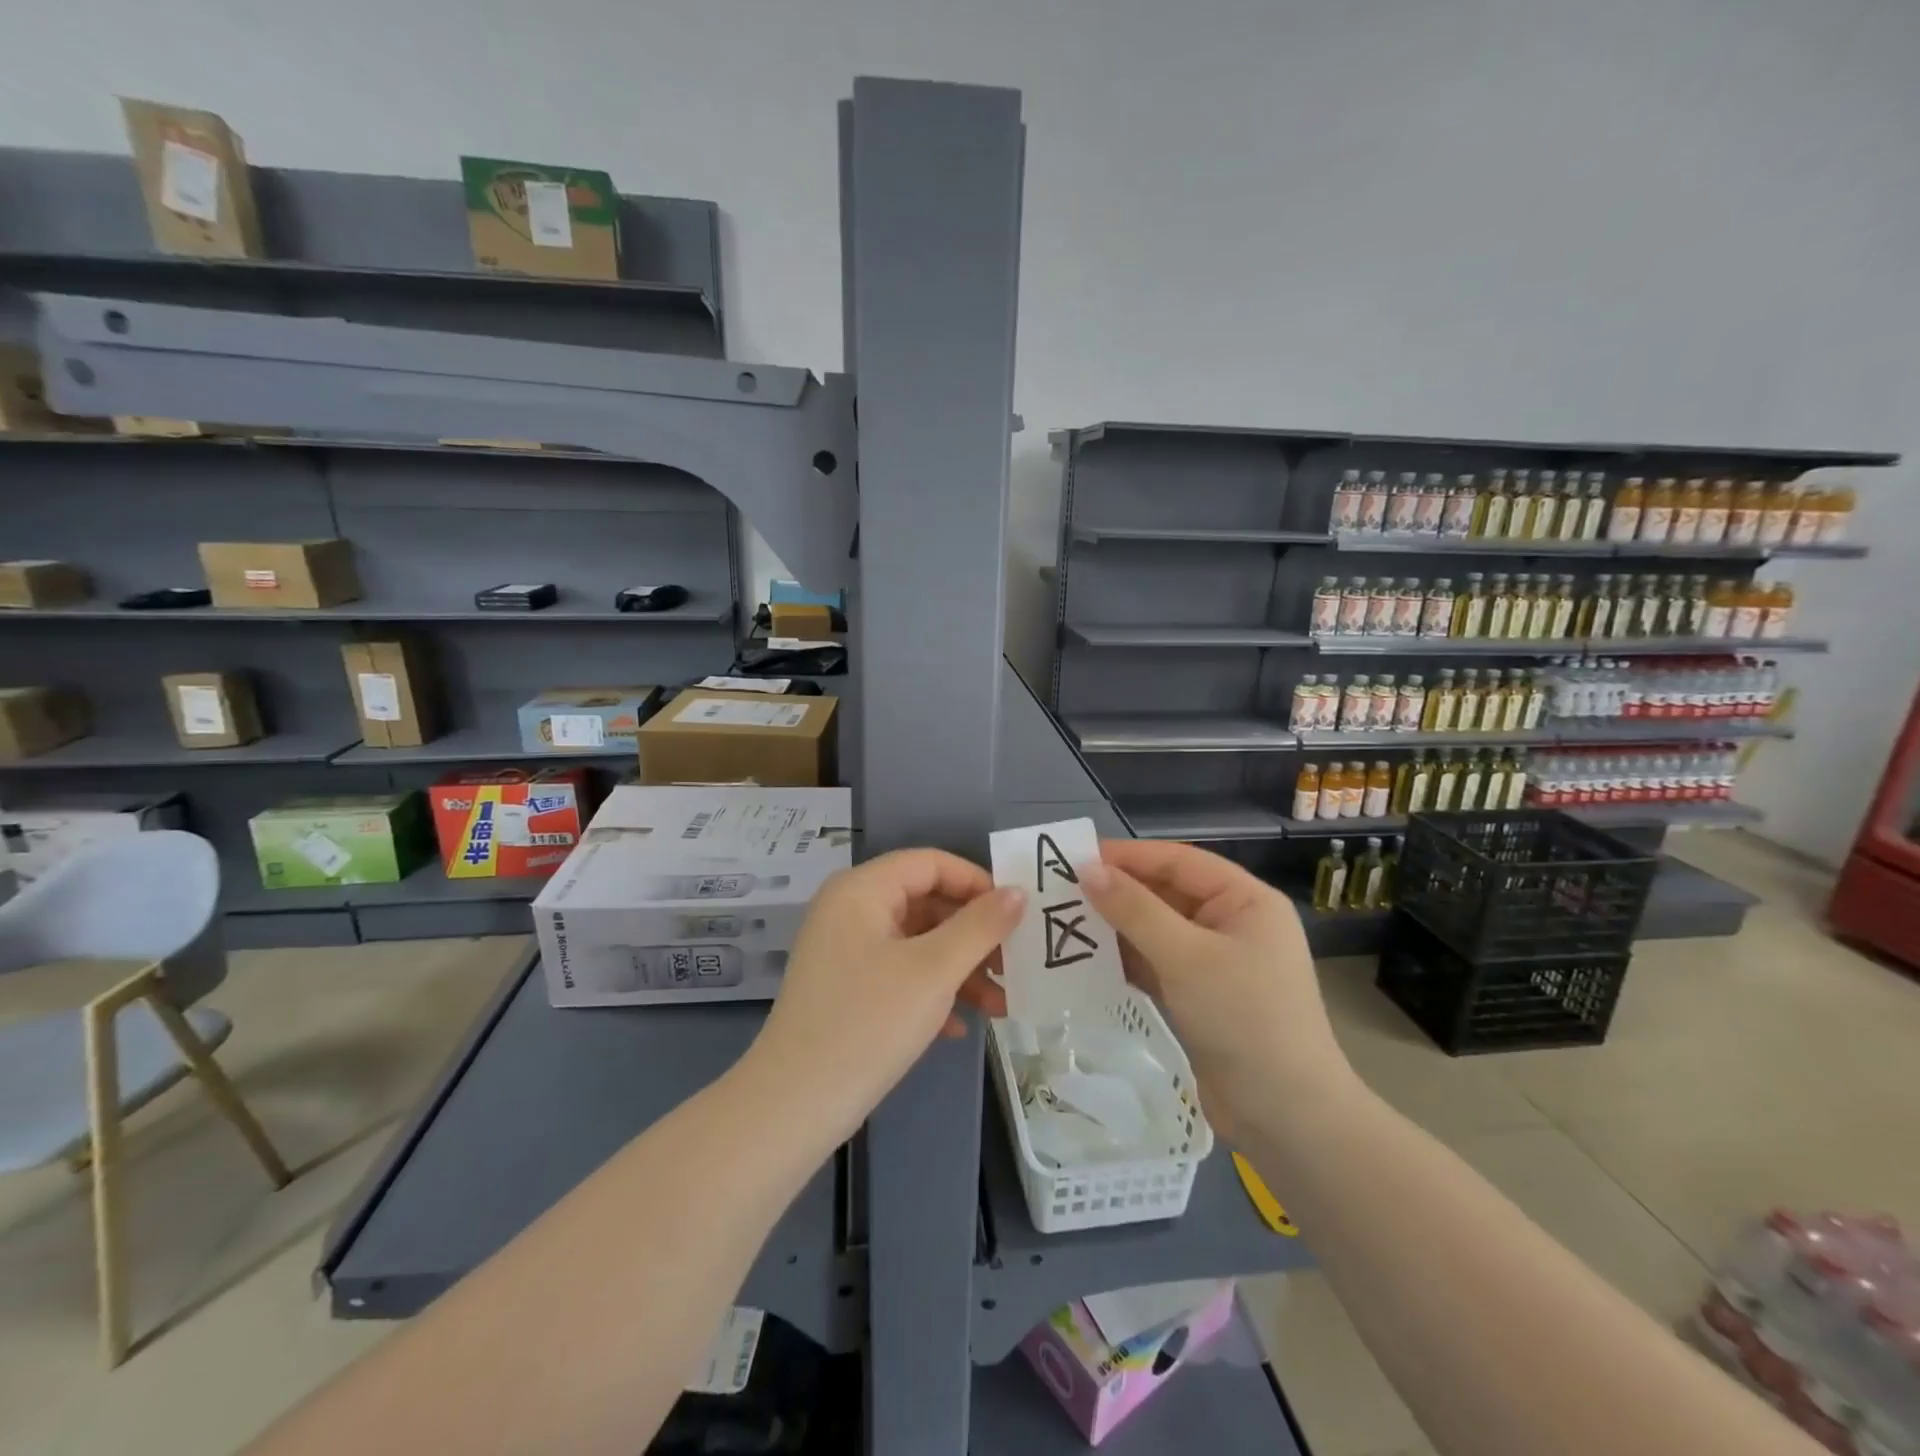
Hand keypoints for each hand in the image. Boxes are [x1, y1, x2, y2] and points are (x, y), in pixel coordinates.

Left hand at [741, 849, 1024, 1145]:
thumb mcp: (934, 971)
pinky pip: (898, 971)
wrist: (793, 1105)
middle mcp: (850, 909)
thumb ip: (980, 926)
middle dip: (973, 935)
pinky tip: (957, 1028)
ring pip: (916, 942)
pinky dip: (931, 991)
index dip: (977, 882)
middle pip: (925, 902)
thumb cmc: (868, 1023)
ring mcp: (845, 949)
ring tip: (999, 1005)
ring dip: (959, 968)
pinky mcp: (845, 986)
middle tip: (1013, 964)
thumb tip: (1018, 892)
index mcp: (862, 889)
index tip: (1017, 914)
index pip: (931, 863)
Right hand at [1078, 840, 1352, 1137]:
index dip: (1130, 856)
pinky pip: (1157, 963)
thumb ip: (1135, 910)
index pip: (1180, 861)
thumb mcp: (1186, 957)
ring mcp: (1216, 962)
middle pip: (1167, 893)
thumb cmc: (1244, 1018)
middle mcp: (1233, 923)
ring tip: (1065, 920)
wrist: (1287, 1117)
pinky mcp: (1200, 996)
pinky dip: (1126, 959)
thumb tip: (1088, 870)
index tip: (1077, 857)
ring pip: (1158, 930)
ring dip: (1117, 927)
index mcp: (1245, 900)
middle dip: (1119, 892)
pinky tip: (1088, 958)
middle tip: (1062, 890)